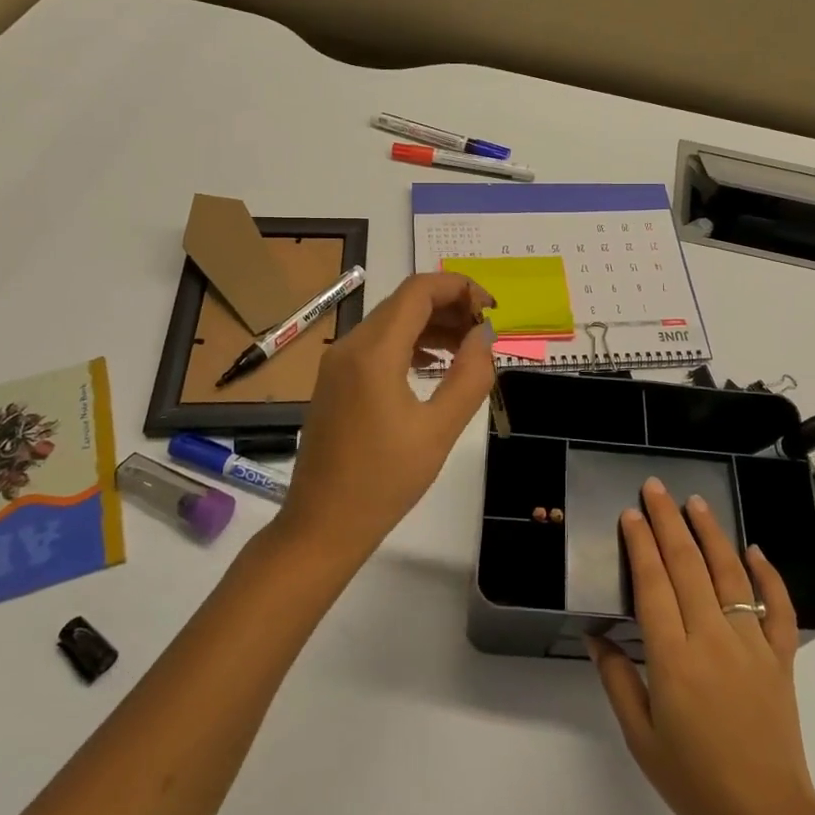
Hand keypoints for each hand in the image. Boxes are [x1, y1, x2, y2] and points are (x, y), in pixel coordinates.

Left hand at [279, 272, 495, 568]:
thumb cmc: (384, 482)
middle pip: (405, 302)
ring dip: (432, 325)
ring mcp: (337, 364)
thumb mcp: (439, 430)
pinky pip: (377, 345)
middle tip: (485, 332)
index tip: (492, 310)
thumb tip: (485, 336)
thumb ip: (470, 376)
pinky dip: (410, 344)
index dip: (460, 288)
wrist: (321, 526)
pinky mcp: (335, 381)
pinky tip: (434, 365)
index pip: (419, 290)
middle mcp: (350, 346)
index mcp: (373, 352)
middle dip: (450, 306)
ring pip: (391, 322)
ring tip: (468, 349)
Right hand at [589, 478, 814, 814]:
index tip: (631, 514)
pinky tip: (755, 549)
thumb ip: (617, 679)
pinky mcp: (781, 657)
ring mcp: (752, 644)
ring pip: (730, 575)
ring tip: (696, 502)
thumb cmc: (695, 781)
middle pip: (687, 566)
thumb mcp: (641, 737)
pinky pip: (777, 607)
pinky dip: (768, 575)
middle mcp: (712, 639)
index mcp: (674, 658)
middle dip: (668, 522)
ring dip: (711, 534)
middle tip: (656, 488)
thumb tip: (597, 635)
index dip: (641, 544)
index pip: (653, 584)